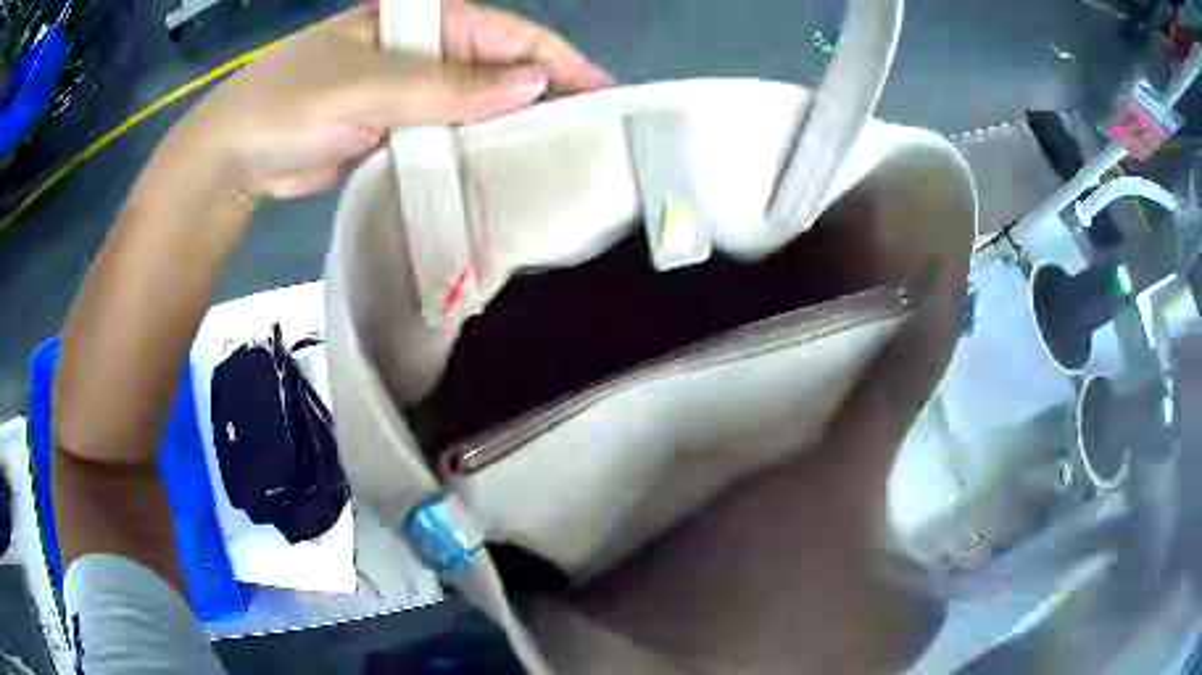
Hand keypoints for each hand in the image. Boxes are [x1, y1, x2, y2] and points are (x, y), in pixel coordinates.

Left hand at [171, 2, 610, 198]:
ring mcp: (414, 94)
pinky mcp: (399, 131)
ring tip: (560, 167)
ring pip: (479, 110)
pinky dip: (475, 156)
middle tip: (593, 144)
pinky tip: (500, 178)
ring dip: (513, 134)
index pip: (511, 36)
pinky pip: (450, 139)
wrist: (235, 157)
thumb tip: (533, 84)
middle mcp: (427, 53)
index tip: (607, 99)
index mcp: (424, 22)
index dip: (561, 63)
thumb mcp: (365, 85)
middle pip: (502, 73)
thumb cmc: (289, 103)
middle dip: (546, 101)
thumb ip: (445, 85)